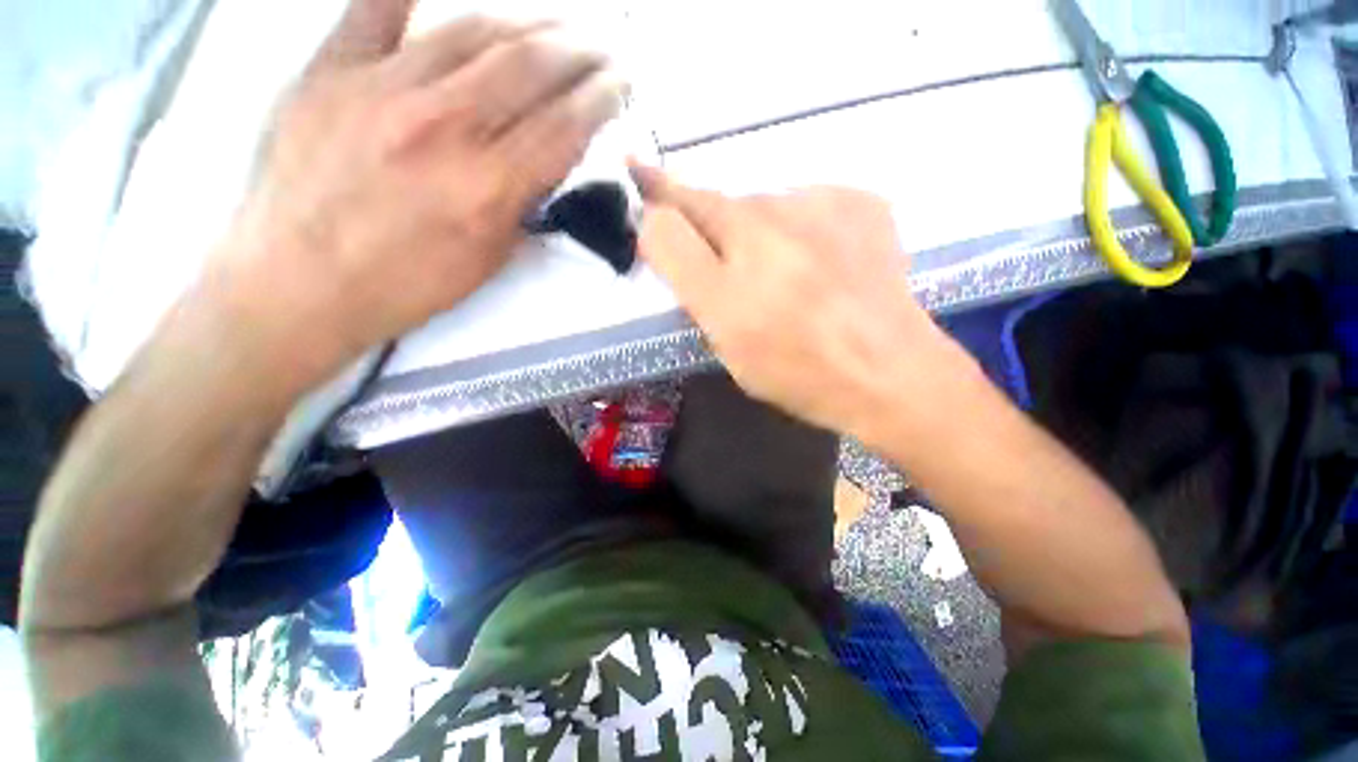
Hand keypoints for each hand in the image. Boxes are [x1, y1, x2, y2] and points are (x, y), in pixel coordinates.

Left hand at [202, 0, 625, 393]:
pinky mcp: (330, 71)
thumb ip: (522, 207)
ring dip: (528, 19)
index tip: (621, 85)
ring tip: (557, 20)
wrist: (297, 285)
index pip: (563, 127)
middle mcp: (443, 126)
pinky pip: (374, 9)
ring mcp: (381, 87)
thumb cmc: (404, 285)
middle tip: (603, 46)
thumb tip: (547, 165)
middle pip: (528, 66)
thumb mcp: (487, 260)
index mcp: (486, 187)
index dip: (601, 100)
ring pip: (471, 29)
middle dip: (579, 50)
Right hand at [633, 163, 960, 435]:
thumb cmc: (798, 371)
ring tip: (787, 277)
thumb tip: (664, 228)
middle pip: (719, 207)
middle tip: (732, 270)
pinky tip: (820, 261)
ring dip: (760, 233)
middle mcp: (769, 224)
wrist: (889, 373)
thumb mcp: (728, 343)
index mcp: (732, 273)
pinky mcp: (861, 201)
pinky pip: (807, 203)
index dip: (652, 195)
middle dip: (712, 231)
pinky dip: (803, 228)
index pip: (675, 216)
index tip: (634, 170)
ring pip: (764, 206)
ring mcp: (821, 205)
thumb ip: (689, 280)